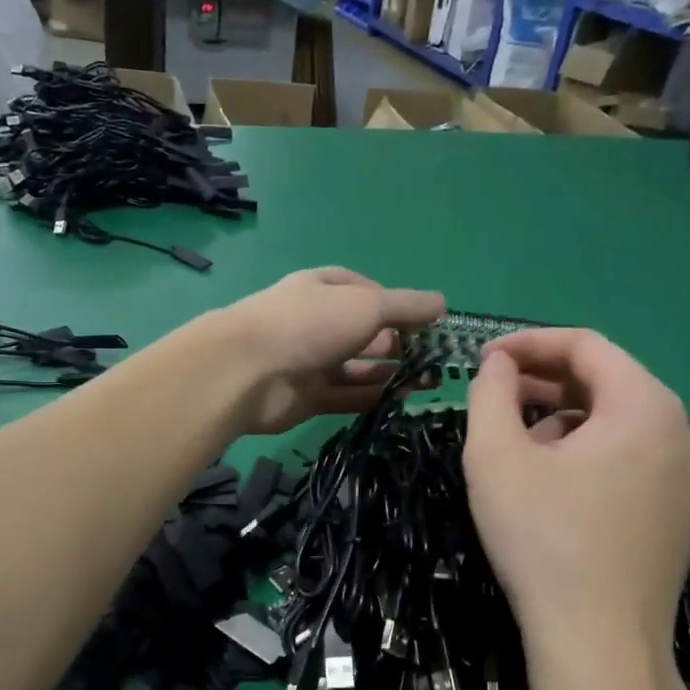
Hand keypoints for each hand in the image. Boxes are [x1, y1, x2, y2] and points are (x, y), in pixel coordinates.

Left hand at [217, 268, 443, 433]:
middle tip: (436, 360)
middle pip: (362, 332)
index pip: (364, 291)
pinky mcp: (306, 398)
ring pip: (357, 368)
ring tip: (429, 383)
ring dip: (390, 374)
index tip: (426, 322)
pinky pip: (346, 396)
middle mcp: (315, 323)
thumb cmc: (310, 324)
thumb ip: (405, 306)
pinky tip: (402, 401)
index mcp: (322, 289)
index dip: (394, 304)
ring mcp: (309, 362)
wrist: (247, 372)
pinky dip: (372, 397)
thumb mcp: (366, 305)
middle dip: (398, 343)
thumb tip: (442, 304)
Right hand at [463, 330, 689, 653]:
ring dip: (563, 418)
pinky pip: (632, 456)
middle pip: (606, 381)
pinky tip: (552, 480)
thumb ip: (491, 393)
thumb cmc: (543, 540)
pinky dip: (589, 451)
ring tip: (516, 442)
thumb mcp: (495, 457)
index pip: (586, 346)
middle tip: (492, 396)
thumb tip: (498, 364)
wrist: (599, 644)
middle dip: (543, 382)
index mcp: (647, 406)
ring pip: (618, 421)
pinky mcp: (683, 511)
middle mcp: (684, 431)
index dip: (528, 344)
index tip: (481, 359)